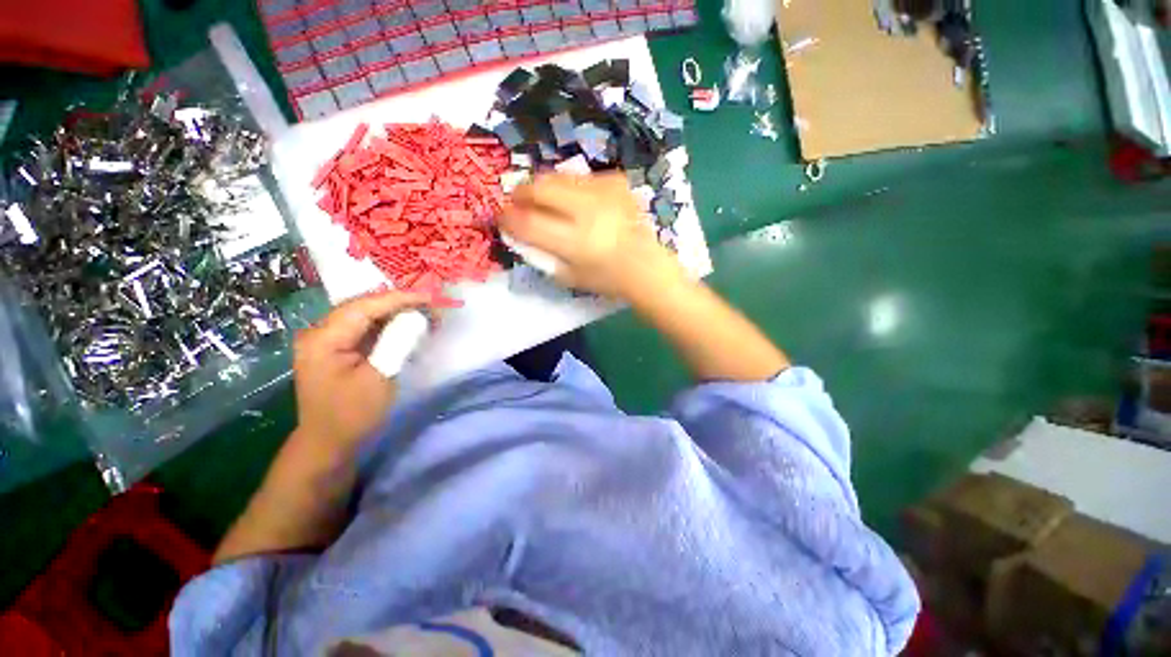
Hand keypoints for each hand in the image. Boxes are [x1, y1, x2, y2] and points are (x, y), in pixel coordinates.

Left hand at [292, 289, 428, 451]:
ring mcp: (327, 340)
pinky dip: (389, 326)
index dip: (399, 298)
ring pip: (367, 315)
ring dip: (397, 314)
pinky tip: (408, 328)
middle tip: (432, 306)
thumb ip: (397, 342)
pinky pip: (366, 329)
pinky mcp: (337, 349)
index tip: (431, 297)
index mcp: (323, 338)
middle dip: (400, 304)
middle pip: (364, 306)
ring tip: (426, 315)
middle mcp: (320, 332)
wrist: (329, 443)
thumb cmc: (353, 414)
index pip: (365, 306)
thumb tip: (418, 317)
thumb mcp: (379, 377)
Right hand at [500, 173, 684, 299]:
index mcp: (574, 242)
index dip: (507, 217)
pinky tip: (575, 200)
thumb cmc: (606, 278)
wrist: (644, 264)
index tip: (500, 217)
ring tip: (543, 200)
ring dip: (543, 187)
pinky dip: (570, 187)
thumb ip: (541, 254)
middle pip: (539, 188)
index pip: (528, 222)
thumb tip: (518, 232)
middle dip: (520, 192)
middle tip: (517, 202)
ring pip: (557, 176)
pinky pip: (581, 177)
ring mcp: (603, 192)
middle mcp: (587, 211)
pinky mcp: (615, 181)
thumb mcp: (568, 276)